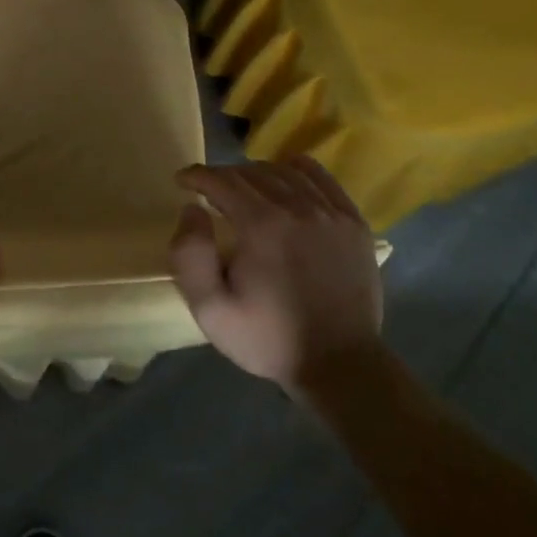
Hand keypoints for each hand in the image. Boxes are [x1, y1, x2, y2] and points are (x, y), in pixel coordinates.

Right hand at [169, 158, 383, 393]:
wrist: (339, 365)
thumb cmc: (267, 338)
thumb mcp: (210, 308)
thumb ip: (189, 255)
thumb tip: (192, 209)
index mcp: (261, 226)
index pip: (221, 181)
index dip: (196, 176)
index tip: (182, 181)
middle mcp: (297, 208)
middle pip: (251, 172)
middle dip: (222, 176)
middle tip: (208, 192)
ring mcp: (331, 213)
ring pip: (285, 171)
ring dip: (255, 173)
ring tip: (243, 189)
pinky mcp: (354, 223)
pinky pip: (321, 178)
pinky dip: (296, 171)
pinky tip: (285, 183)